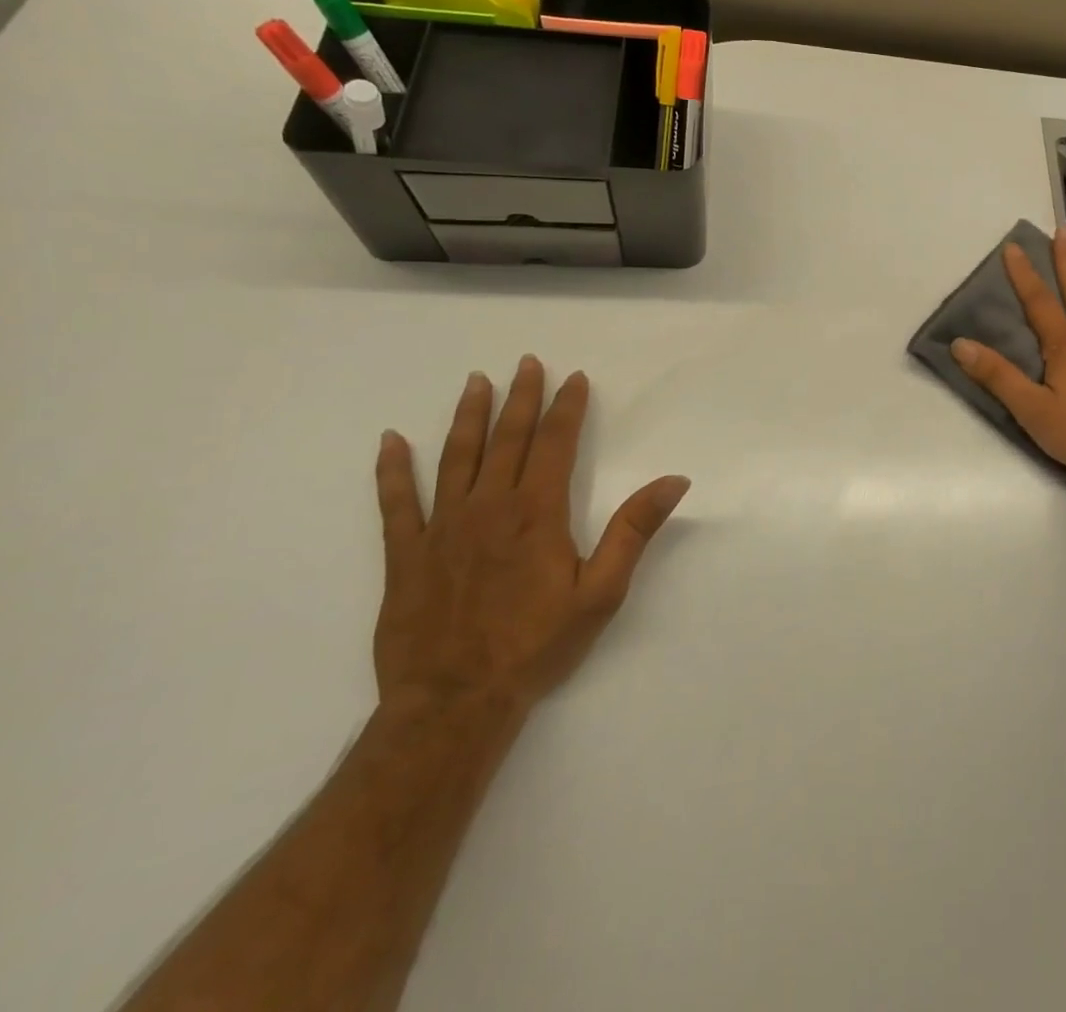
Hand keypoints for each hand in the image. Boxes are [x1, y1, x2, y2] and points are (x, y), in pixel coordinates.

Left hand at [372, 356, 689, 718]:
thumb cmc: (536, 646)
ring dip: (467, 416)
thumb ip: (634, 530)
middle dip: (521, 397)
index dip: (566, 407)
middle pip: (507, 439)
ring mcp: (441, 528)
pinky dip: (392, 470)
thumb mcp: (602, 591)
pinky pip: (395, 503)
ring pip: (456, 457)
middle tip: (526, 362)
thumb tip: (674, 479)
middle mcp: (488, 507)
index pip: (555, 443)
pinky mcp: (405, 555)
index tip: (573, 378)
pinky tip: (391, 441)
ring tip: (475, 382)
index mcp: (537, 512)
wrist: (454, 703)